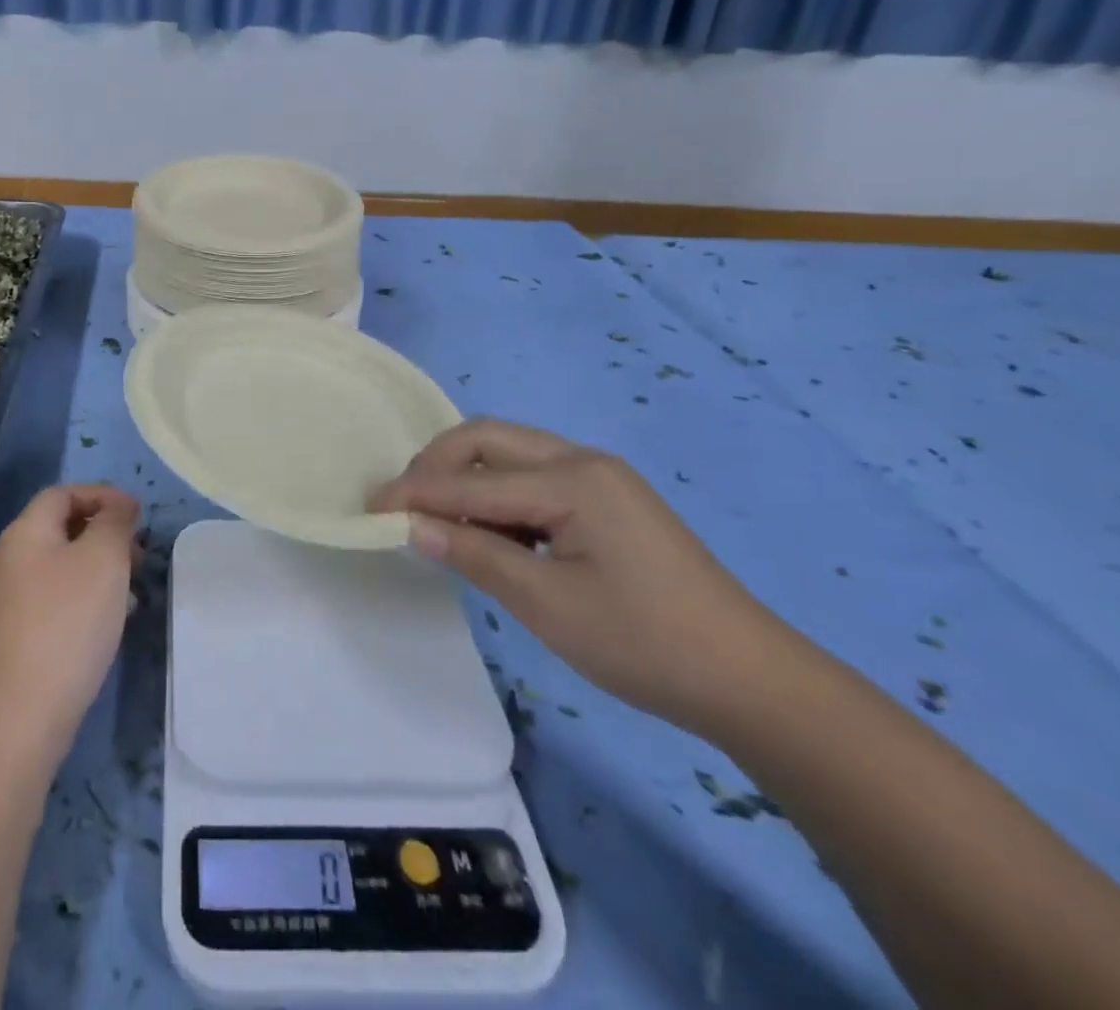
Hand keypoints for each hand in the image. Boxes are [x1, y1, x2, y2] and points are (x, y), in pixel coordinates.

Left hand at [0, 485, 140, 768]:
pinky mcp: (16, 635)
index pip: (63, 494)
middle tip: (139, 553)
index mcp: (24, 533)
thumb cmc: (68, 621)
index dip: (102, 495)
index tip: (138, 515)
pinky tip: (113, 620)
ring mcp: (9, 600)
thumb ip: (115, 522)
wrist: (24, 711)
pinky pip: (57, 598)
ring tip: (133, 589)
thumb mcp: (103, 558)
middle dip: (105, 533)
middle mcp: (9, 559)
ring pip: (62, 566)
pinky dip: (87, 597)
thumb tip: (120, 505)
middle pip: (61, 528)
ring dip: (100, 568)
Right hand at [374, 419, 789, 734]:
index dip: (416, 493)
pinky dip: (499, 496)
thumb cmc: (643, 642)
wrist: (750, 679)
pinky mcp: (607, 500)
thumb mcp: (546, 602)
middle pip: (489, 440)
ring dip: (467, 478)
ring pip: (511, 455)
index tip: (369, 507)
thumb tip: (411, 527)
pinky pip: (535, 479)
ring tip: (439, 520)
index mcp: (573, 479)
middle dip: (438, 464)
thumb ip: (473, 553)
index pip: (472, 479)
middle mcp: (583, 461)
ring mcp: (600, 477)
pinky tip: (490, 532)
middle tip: (405, 504)